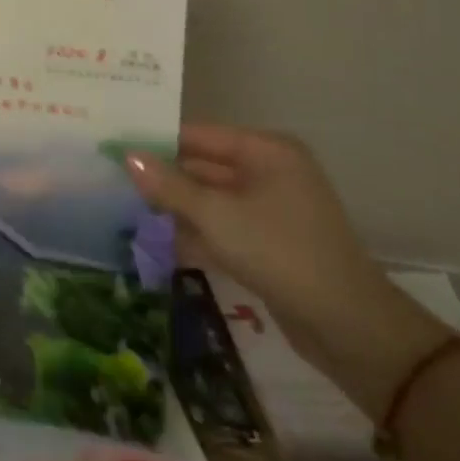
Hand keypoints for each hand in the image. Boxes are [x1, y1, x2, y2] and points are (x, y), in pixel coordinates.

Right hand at [126, 124, 432, 381]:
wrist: (347, 325)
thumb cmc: (279, 252)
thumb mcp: (215, 215)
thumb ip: (168, 185)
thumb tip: (127, 155)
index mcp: (266, 151)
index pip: (197, 135)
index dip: (155, 141)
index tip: (112, 148)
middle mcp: (270, 171)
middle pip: (203, 165)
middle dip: (162, 176)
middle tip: (111, 179)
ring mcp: (271, 207)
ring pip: (209, 197)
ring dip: (175, 206)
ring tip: (124, 208)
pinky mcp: (268, 240)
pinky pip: (222, 224)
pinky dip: (195, 230)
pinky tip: (158, 240)